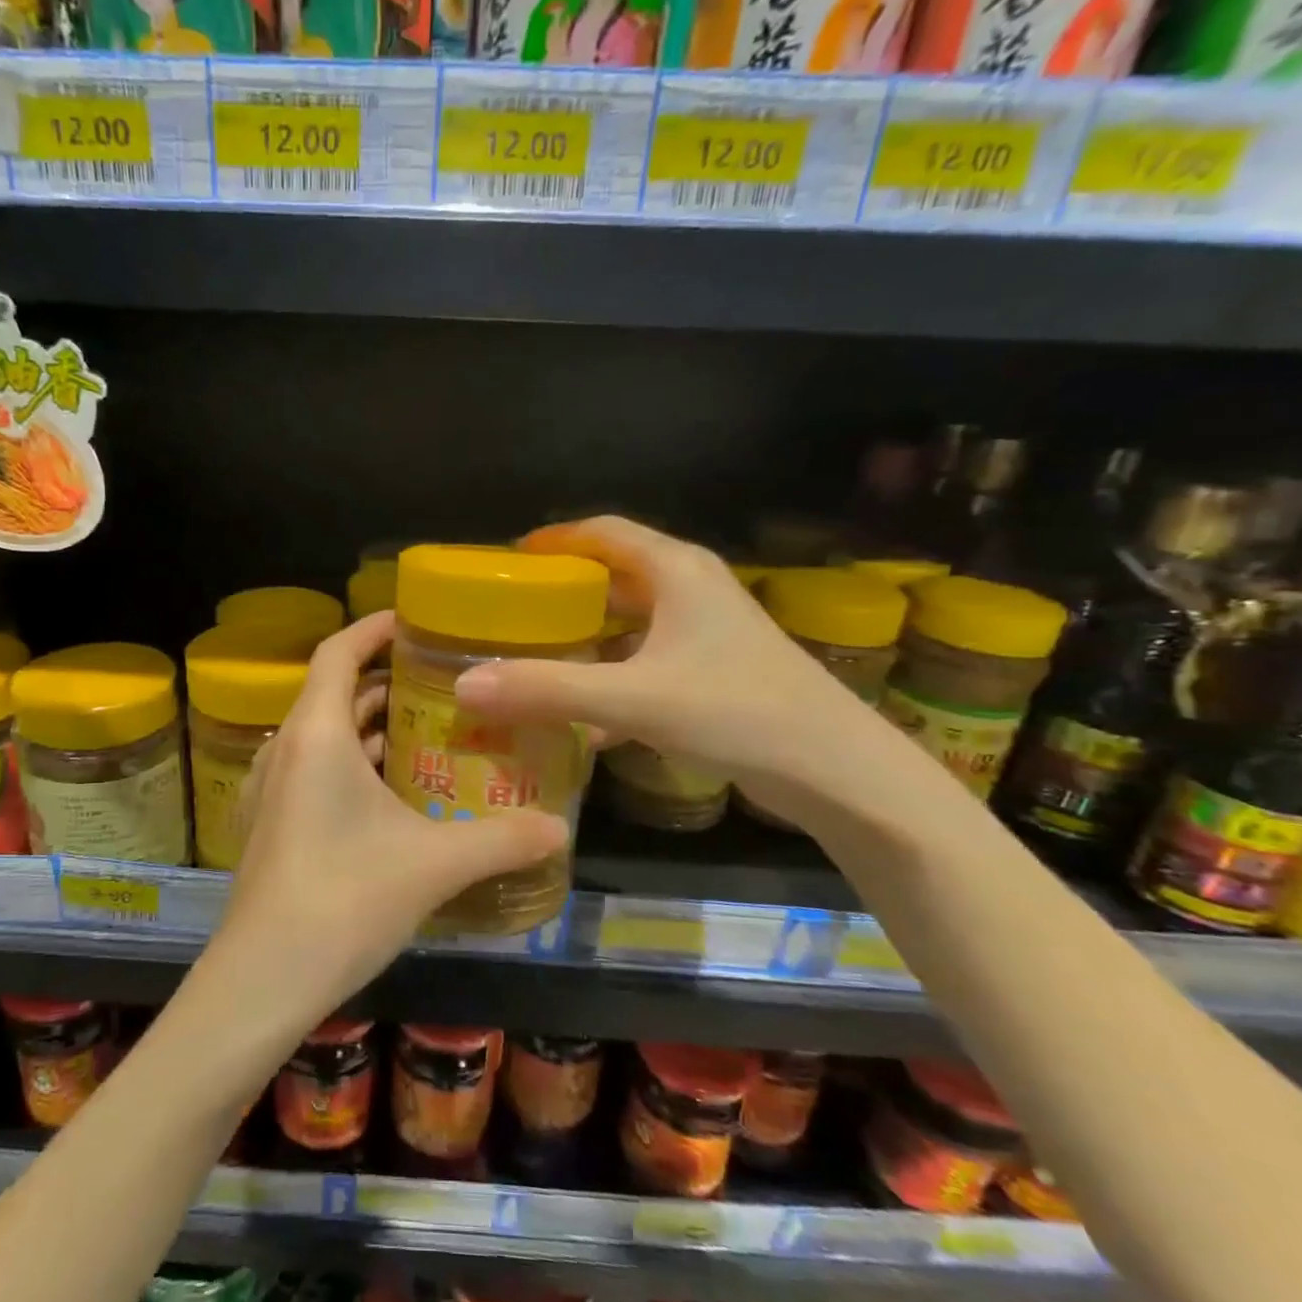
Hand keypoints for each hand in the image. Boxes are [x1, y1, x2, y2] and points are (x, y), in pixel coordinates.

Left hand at [216, 613, 567, 1023]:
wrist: (264, 979)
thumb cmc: (345, 899)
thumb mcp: (434, 864)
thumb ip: (502, 840)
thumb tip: (562, 829)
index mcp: (316, 734)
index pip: (338, 652)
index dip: (373, 628)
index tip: (415, 620)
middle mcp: (287, 750)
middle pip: (335, 692)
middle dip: (386, 682)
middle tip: (443, 684)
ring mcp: (273, 789)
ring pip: (325, 735)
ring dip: (372, 728)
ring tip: (430, 733)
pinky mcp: (273, 824)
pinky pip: (316, 771)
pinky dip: (355, 765)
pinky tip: (397, 794)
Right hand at [452, 516, 862, 789]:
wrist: (837, 771)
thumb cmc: (738, 712)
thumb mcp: (633, 699)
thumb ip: (547, 690)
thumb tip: (465, 685)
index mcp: (675, 571)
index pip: (601, 531)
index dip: (552, 539)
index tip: (505, 562)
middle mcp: (691, 590)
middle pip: (612, 574)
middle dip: (561, 592)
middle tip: (508, 614)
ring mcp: (705, 632)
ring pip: (629, 621)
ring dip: (583, 637)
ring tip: (532, 657)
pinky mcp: (713, 670)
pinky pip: (645, 659)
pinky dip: (610, 675)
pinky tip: (581, 715)